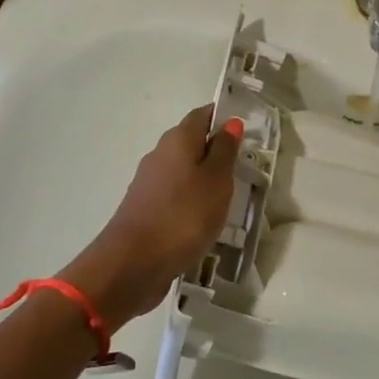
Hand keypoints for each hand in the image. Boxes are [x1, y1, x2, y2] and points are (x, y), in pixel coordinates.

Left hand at [83, 106, 241, 326]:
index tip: (246, 129)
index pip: (202, 115)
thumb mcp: (216, 180)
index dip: (223, 117)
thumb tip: (230, 123)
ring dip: (204, 176)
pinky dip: (191, 198)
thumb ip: (224, 151)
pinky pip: (174, 193)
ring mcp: (149, 182)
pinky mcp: (145, 208)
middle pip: (190, 141)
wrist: (132, 263)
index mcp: (178, 140)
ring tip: (230, 193)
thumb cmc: (184, 215)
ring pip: (182, 169)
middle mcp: (159, 154)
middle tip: (244, 163)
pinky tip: (205, 215)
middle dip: (215, 148)